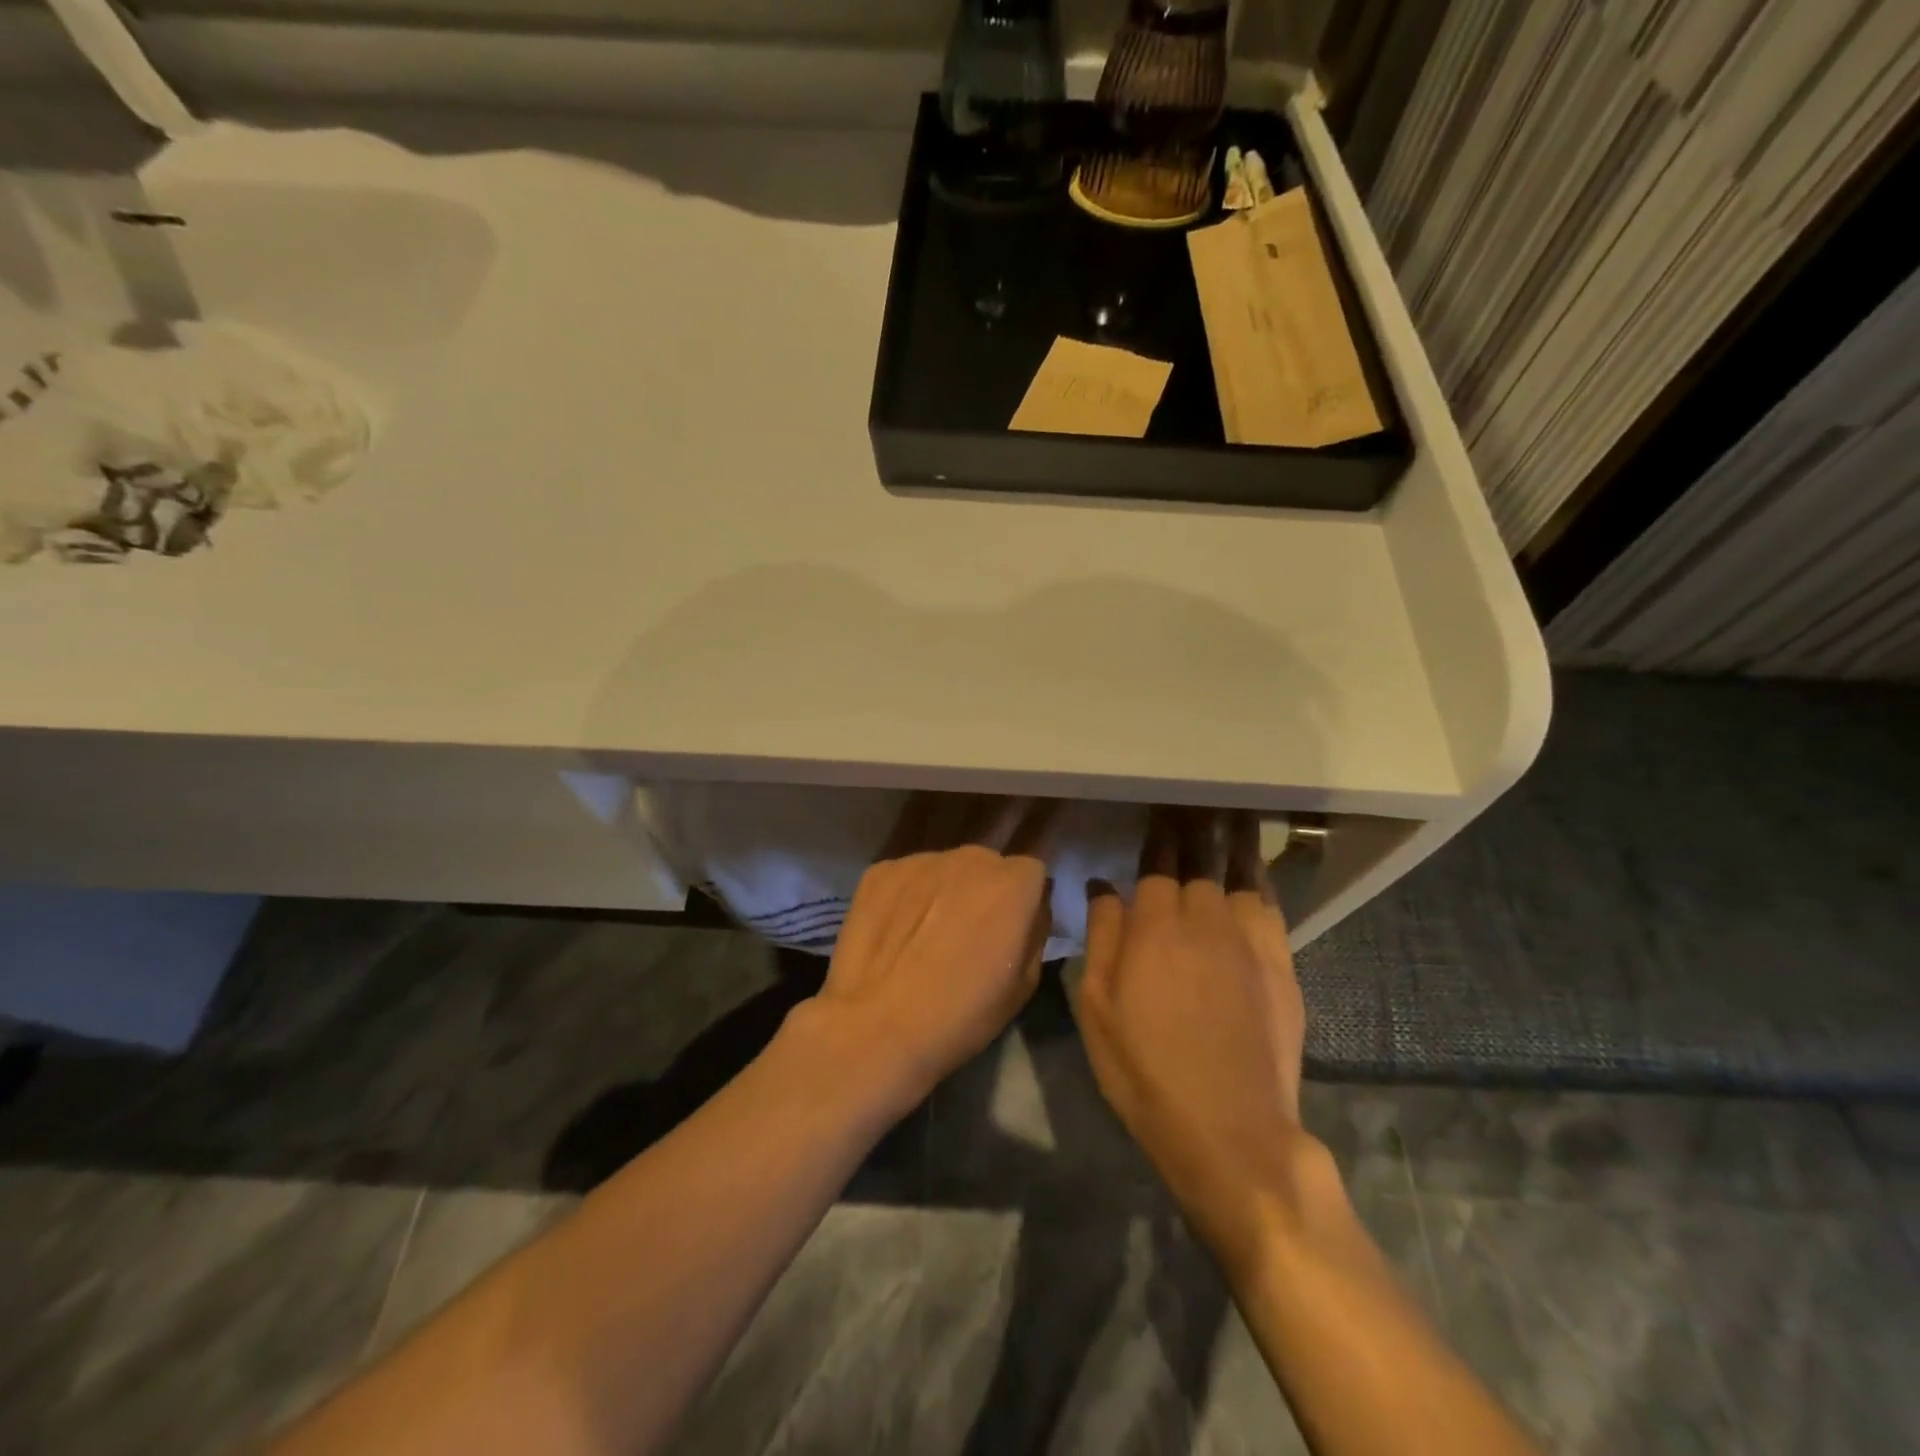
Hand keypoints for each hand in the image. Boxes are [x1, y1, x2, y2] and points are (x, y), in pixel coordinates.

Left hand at [802, 793, 1054, 1108]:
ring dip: (944, 892)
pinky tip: (896, 934)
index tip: (1009, 932)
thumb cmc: (963, 1013)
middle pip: (986, 866)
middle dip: (983, 892)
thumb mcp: (1025, 983)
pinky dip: (907, 897)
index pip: (1031, 874)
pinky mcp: (880, 870)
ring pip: (945, 869)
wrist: (879, 1025)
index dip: (1022, 903)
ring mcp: (920, 860)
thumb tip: (1030, 909)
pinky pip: (907, 877)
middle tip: (968, 935)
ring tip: (925, 936)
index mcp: (1013, 882)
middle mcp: (970, 857)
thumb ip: (1035, 930)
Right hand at [1077, 808, 1314, 1256]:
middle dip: (1194, 830)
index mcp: (1154, 927)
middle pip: (1199, 862)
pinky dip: (1262, 881)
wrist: (1229, 1127)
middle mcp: (1203, 919)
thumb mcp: (1099, 1009)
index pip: (1156, 867)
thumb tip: (1104, 886)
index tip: (1159, 814)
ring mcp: (1249, 940)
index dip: (1157, 840)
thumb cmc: (1145, 1070)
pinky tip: (1258, 872)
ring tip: (1231, 817)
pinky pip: (1270, 907)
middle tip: (1196, 802)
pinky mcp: (1281, 965)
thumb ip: (1103, 939)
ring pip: (1239, 875)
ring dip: (1232, 843)